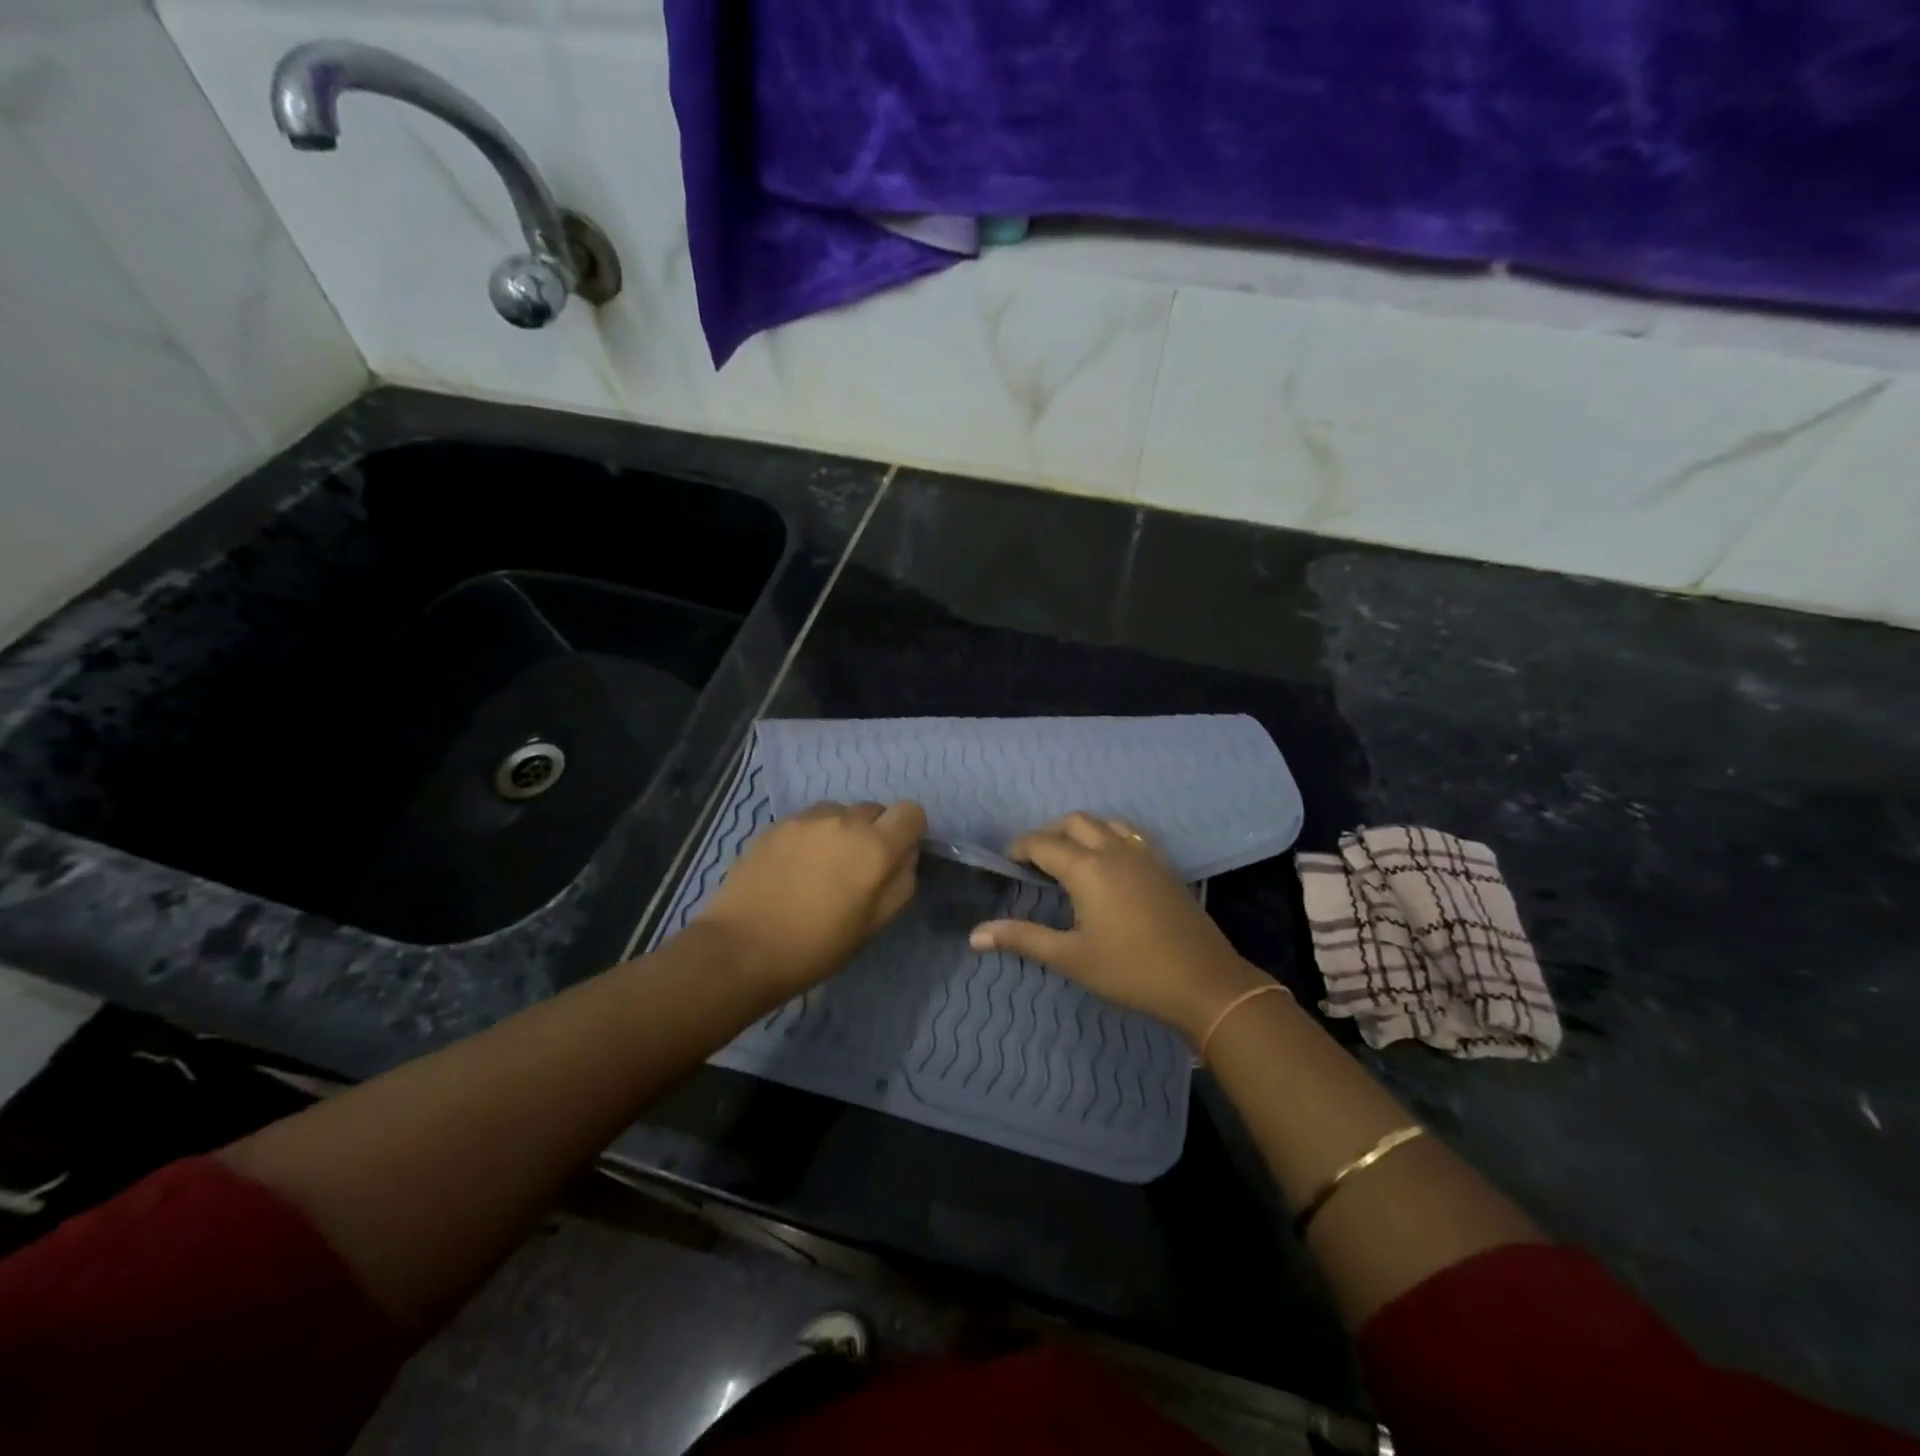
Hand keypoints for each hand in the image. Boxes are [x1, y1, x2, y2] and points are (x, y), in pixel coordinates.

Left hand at [694, 799, 927, 997]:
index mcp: (876, 847)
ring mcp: (807, 819)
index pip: (911, 811)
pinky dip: (810, 836)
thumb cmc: (817, 947)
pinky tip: (792, 868)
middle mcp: (845, 821)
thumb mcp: (875, 925)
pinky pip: (808, 821)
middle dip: (874, 832)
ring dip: (841, 831)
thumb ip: (901, 882)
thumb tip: (905, 855)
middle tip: (855, 869)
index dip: (908, 831)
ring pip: (839, 812)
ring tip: (821, 866)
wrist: (742, 948)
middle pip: (875, 810)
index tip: (896, 855)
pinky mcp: (776, 824)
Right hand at [969, 812, 1271, 1042]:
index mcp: (1087, 867)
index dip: (1018, 848)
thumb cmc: (1130, 970)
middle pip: (1073, 822)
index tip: (1006, 863)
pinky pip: (1129, 833)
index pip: (1041, 843)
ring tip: (1069, 858)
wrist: (1203, 981)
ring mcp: (1143, 853)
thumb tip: (974, 935)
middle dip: (1048, 833)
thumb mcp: (1070, 958)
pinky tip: (1108, 863)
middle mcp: (1113, 849)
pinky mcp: (1163, 864)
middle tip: (1034, 861)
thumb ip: (1022, 938)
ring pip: (1104, 822)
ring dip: (1080, 830)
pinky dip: (1108, 835)